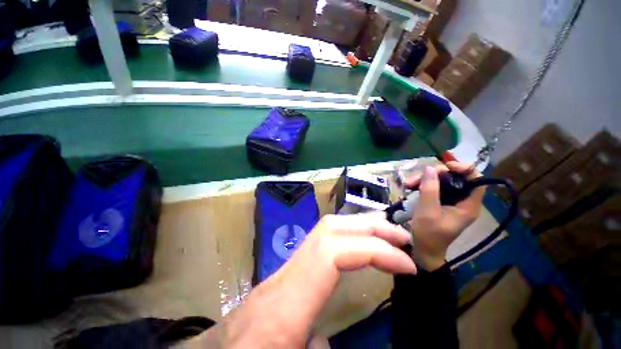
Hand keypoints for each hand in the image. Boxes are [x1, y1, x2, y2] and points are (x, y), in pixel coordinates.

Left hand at [191, 213, 415, 347]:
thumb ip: (322, 347)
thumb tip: (342, 334)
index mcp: (286, 302)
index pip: (332, 250)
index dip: (372, 250)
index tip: (406, 265)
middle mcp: (286, 274)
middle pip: (328, 229)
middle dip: (367, 226)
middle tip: (400, 236)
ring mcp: (285, 269)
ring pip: (323, 231)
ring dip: (356, 227)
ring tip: (384, 233)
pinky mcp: (287, 274)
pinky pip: (320, 244)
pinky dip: (345, 239)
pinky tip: (357, 248)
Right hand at [404, 161, 484, 270]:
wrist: (423, 250)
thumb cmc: (428, 234)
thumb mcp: (427, 211)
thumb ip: (430, 189)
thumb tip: (430, 168)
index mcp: (468, 205)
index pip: (476, 180)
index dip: (463, 169)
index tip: (445, 166)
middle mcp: (462, 202)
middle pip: (455, 178)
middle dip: (436, 175)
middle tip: (418, 178)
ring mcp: (451, 202)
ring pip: (442, 182)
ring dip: (425, 180)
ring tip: (408, 184)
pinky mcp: (441, 204)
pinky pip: (434, 189)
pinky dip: (422, 186)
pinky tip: (410, 188)